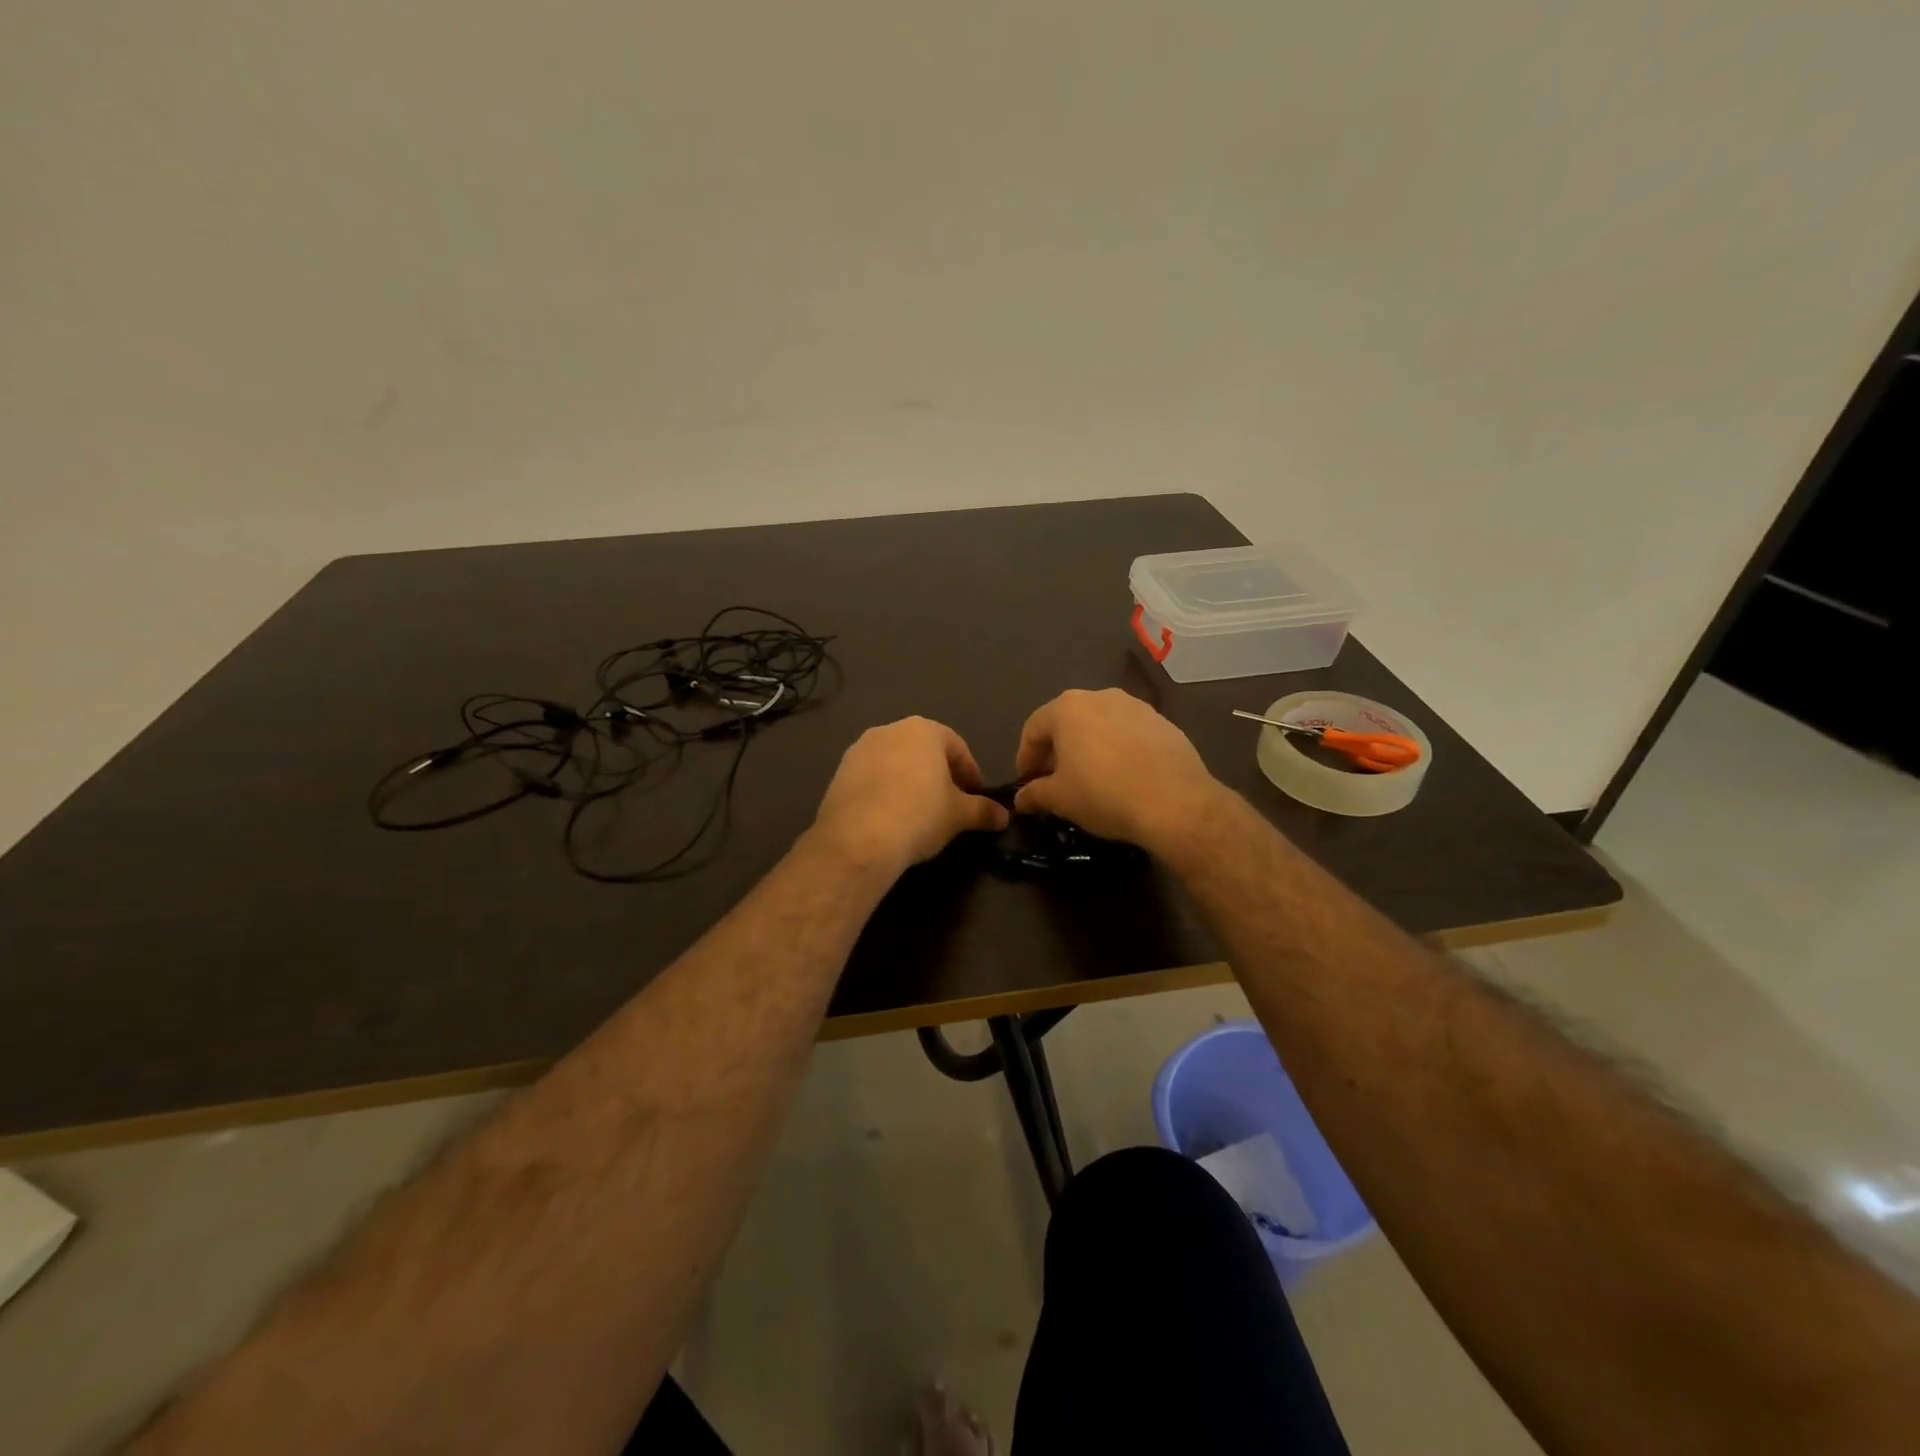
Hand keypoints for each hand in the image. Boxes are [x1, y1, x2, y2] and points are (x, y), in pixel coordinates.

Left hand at [812, 717, 1009, 876]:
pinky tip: (890, 817)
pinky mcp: (839, 773)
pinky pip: (871, 778)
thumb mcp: (959, 815)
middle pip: (923, 751)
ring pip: (895, 763)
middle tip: (949, 804)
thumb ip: (984, 810)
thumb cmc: (920, 815)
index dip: (970, 773)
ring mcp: (859, 750)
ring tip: (918, 812)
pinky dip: (884, 792)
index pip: (957, 747)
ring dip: (909, 782)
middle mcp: (889, 730)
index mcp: (923, 730)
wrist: (859, 839)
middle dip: (939, 774)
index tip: (976, 797)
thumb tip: (1004, 815)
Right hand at [1013, 689, 1222, 850]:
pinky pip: (1129, 735)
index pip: (1034, 728)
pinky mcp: (1164, 724)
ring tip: (1090, 780)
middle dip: (1057, 752)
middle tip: (1055, 782)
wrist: (1175, 802)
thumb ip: (1034, 794)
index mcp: (1069, 708)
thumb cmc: (1103, 793)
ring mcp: (1137, 707)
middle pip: (1068, 722)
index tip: (1026, 782)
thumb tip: (1021, 799)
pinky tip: (1123, 779)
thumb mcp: (1060, 799)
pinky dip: (1118, 752)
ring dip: (1089, 749)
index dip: (1025, 757)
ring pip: (1100, 726)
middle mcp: (1101, 696)